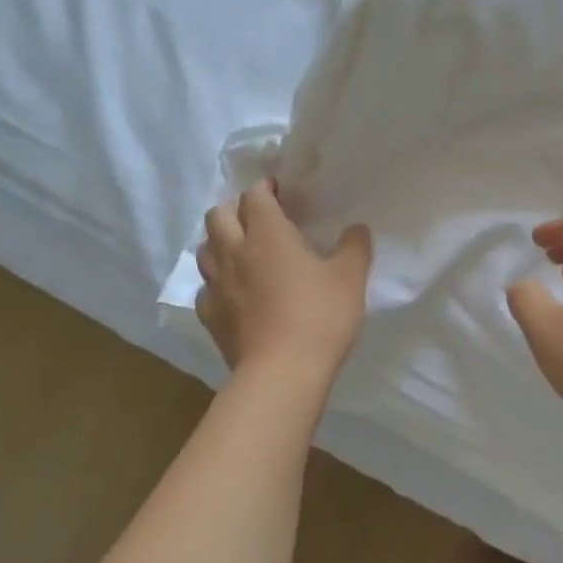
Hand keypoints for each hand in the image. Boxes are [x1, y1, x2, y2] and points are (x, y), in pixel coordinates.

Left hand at [194, 180, 372, 382]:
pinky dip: (216, 283)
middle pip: (217, 215)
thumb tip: (357, 228)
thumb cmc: (319, 317)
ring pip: (205, 249)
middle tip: (258, 222)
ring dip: (220, 243)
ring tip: (242, 253)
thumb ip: (354, 247)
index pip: (254, 195)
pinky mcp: (209, 316)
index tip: (280, 193)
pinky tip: (234, 294)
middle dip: (234, 210)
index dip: (265, 189)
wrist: (282, 373)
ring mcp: (216, 285)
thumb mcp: (350, 279)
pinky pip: (206, 288)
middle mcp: (234, 252)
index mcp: (267, 234)